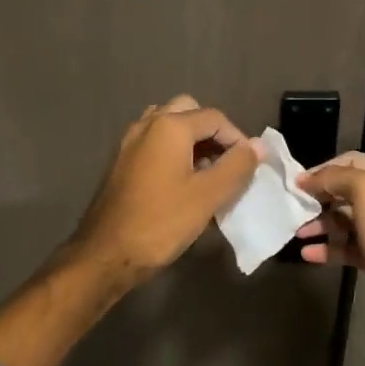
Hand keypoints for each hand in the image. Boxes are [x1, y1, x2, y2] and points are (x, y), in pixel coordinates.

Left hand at [70, 95, 261, 287]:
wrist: (106, 254)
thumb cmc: (161, 222)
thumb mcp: (208, 196)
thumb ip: (237, 166)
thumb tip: (258, 145)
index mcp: (169, 126)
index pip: (215, 118)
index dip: (238, 139)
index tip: (249, 167)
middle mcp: (147, 125)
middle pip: (189, 112)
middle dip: (213, 133)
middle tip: (227, 163)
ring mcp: (130, 142)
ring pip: (169, 126)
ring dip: (192, 140)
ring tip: (207, 171)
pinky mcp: (122, 162)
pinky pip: (154, 143)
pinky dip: (174, 151)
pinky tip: (183, 182)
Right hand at [294, 152, 364, 344]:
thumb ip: (336, 177)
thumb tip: (307, 179)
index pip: (354, 161)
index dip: (325, 169)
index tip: (299, 182)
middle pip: (348, 190)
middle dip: (321, 197)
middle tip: (296, 205)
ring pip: (346, 219)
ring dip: (321, 223)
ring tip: (298, 231)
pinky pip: (347, 246)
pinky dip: (328, 248)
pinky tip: (308, 253)